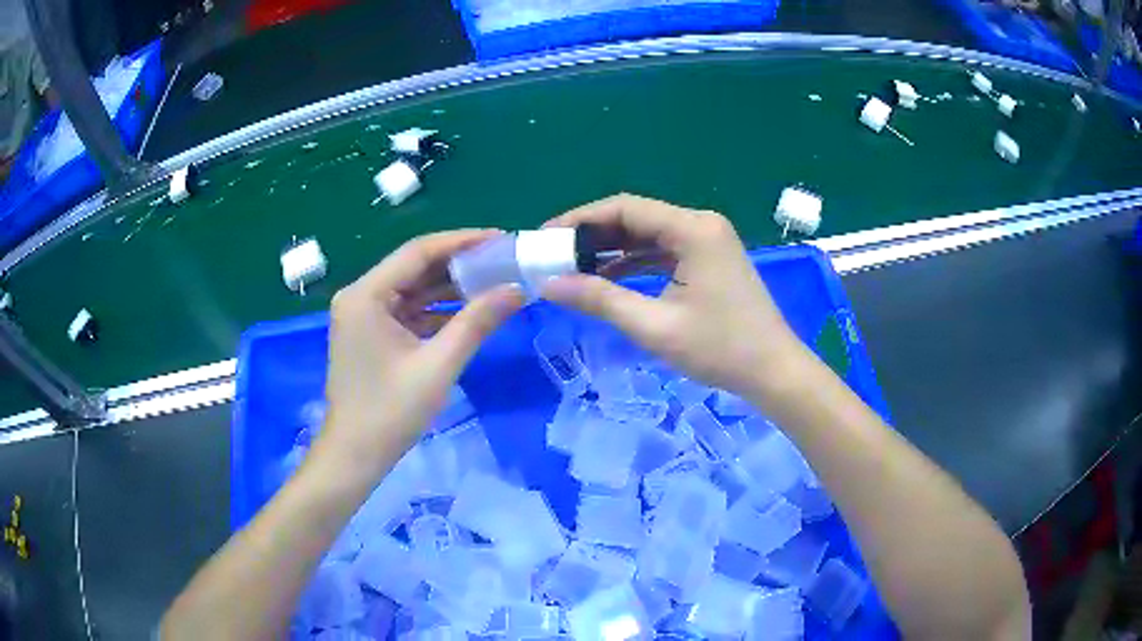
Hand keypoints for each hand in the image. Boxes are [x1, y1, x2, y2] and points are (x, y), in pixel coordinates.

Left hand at [315, 231, 523, 478]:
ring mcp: (363, 316)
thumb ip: (476, 323)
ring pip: (412, 290)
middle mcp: (360, 296)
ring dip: (450, 289)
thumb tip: (516, 290)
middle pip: (414, 268)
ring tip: (494, 283)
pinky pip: (408, 312)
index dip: (462, 242)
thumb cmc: (390, 412)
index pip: (418, 252)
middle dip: (459, 265)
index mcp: (366, 295)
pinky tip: (469, 313)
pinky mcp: (370, 334)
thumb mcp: (438, 365)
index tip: (501, 239)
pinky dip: (436, 312)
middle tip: (503, 261)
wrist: (355, 456)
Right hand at [541, 194, 808, 397]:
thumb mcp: (654, 326)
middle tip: (554, 256)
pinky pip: (664, 251)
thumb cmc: (720, 349)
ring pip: (649, 235)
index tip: (546, 238)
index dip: (581, 219)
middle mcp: (701, 224)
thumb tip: (548, 284)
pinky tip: (608, 279)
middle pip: (636, 218)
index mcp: (693, 229)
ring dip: (612, 251)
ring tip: (573, 269)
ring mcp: (708, 241)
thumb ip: (600, 299)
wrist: (773, 372)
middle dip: (594, 235)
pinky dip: (635, 263)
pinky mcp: (709, 259)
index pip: (625, 208)